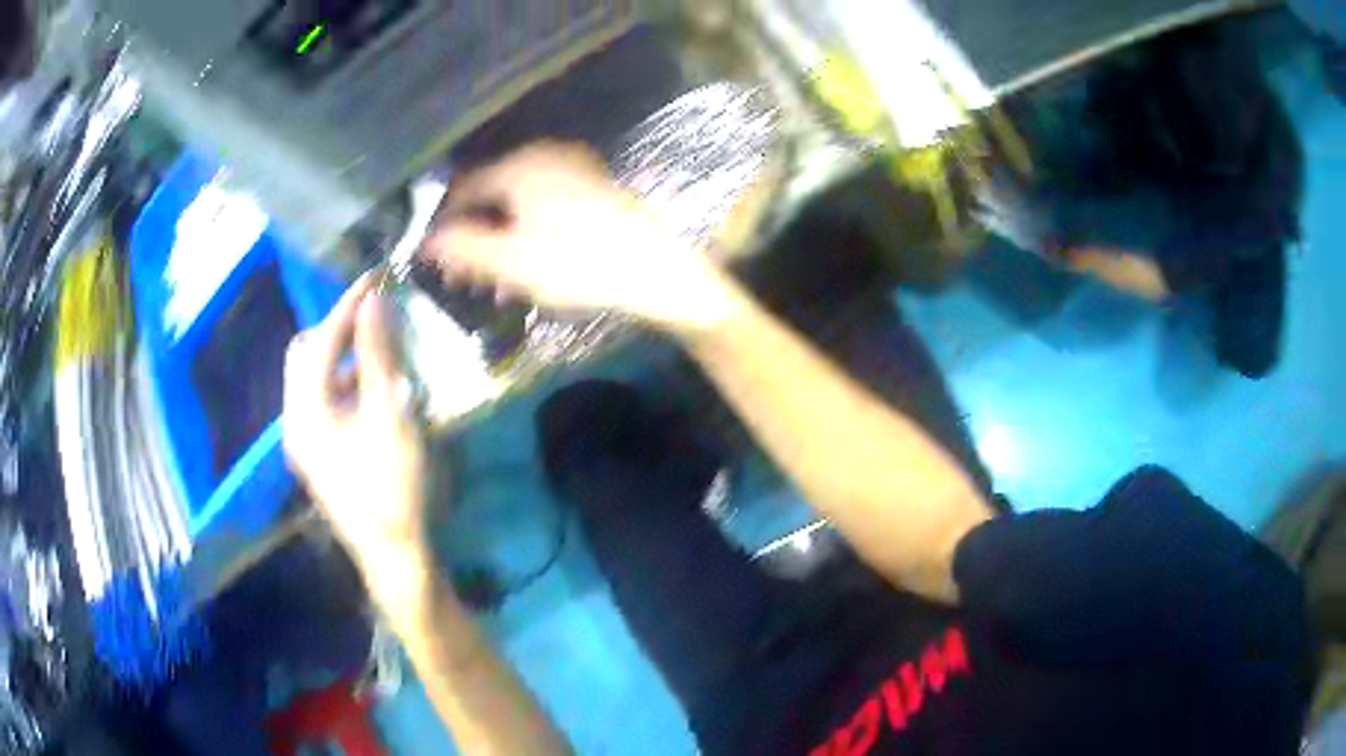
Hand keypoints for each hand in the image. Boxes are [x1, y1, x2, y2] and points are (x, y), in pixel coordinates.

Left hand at [283, 274, 428, 569]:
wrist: (393, 553)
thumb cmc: (391, 483)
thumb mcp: (389, 415)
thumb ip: (378, 355)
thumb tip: (372, 301)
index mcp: (306, 410)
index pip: (322, 341)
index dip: (348, 305)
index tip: (374, 276)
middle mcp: (294, 420)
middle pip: (304, 356)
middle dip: (336, 329)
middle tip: (372, 316)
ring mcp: (302, 441)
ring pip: (312, 380)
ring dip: (340, 357)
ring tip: (377, 348)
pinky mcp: (315, 454)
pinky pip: (321, 402)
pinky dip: (341, 384)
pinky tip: (370, 390)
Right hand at [423, 141, 741, 333]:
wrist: (660, 269)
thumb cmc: (580, 264)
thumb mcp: (513, 263)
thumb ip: (464, 249)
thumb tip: (426, 242)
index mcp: (518, 167)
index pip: (462, 190)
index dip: (443, 226)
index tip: (435, 262)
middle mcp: (542, 156)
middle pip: (490, 195)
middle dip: (473, 238)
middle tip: (465, 280)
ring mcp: (571, 168)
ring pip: (517, 203)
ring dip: (500, 241)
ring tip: (496, 284)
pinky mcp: (592, 186)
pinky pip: (543, 206)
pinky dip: (528, 233)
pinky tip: (530, 268)